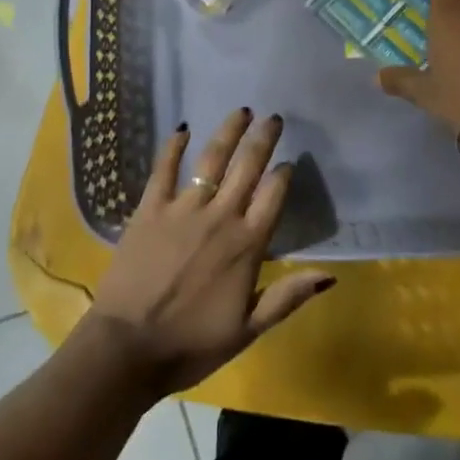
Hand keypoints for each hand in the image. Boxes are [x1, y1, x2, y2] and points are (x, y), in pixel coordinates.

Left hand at [88, 108, 334, 395]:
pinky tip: (181, 128)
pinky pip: (164, 169)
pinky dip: (173, 146)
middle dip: (263, 139)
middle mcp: (220, 217)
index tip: (289, 161)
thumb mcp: (248, 329)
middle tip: (272, 117)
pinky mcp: (149, 209)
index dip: (283, 174)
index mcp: (247, 245)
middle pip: (247, 167)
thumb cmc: (192, 344)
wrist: (129, 347)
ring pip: (211, 159)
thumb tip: (330, 274)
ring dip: (228, 132)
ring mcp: (182, 209)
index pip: (273, 196)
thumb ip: (288, 296)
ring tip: (241, 111)